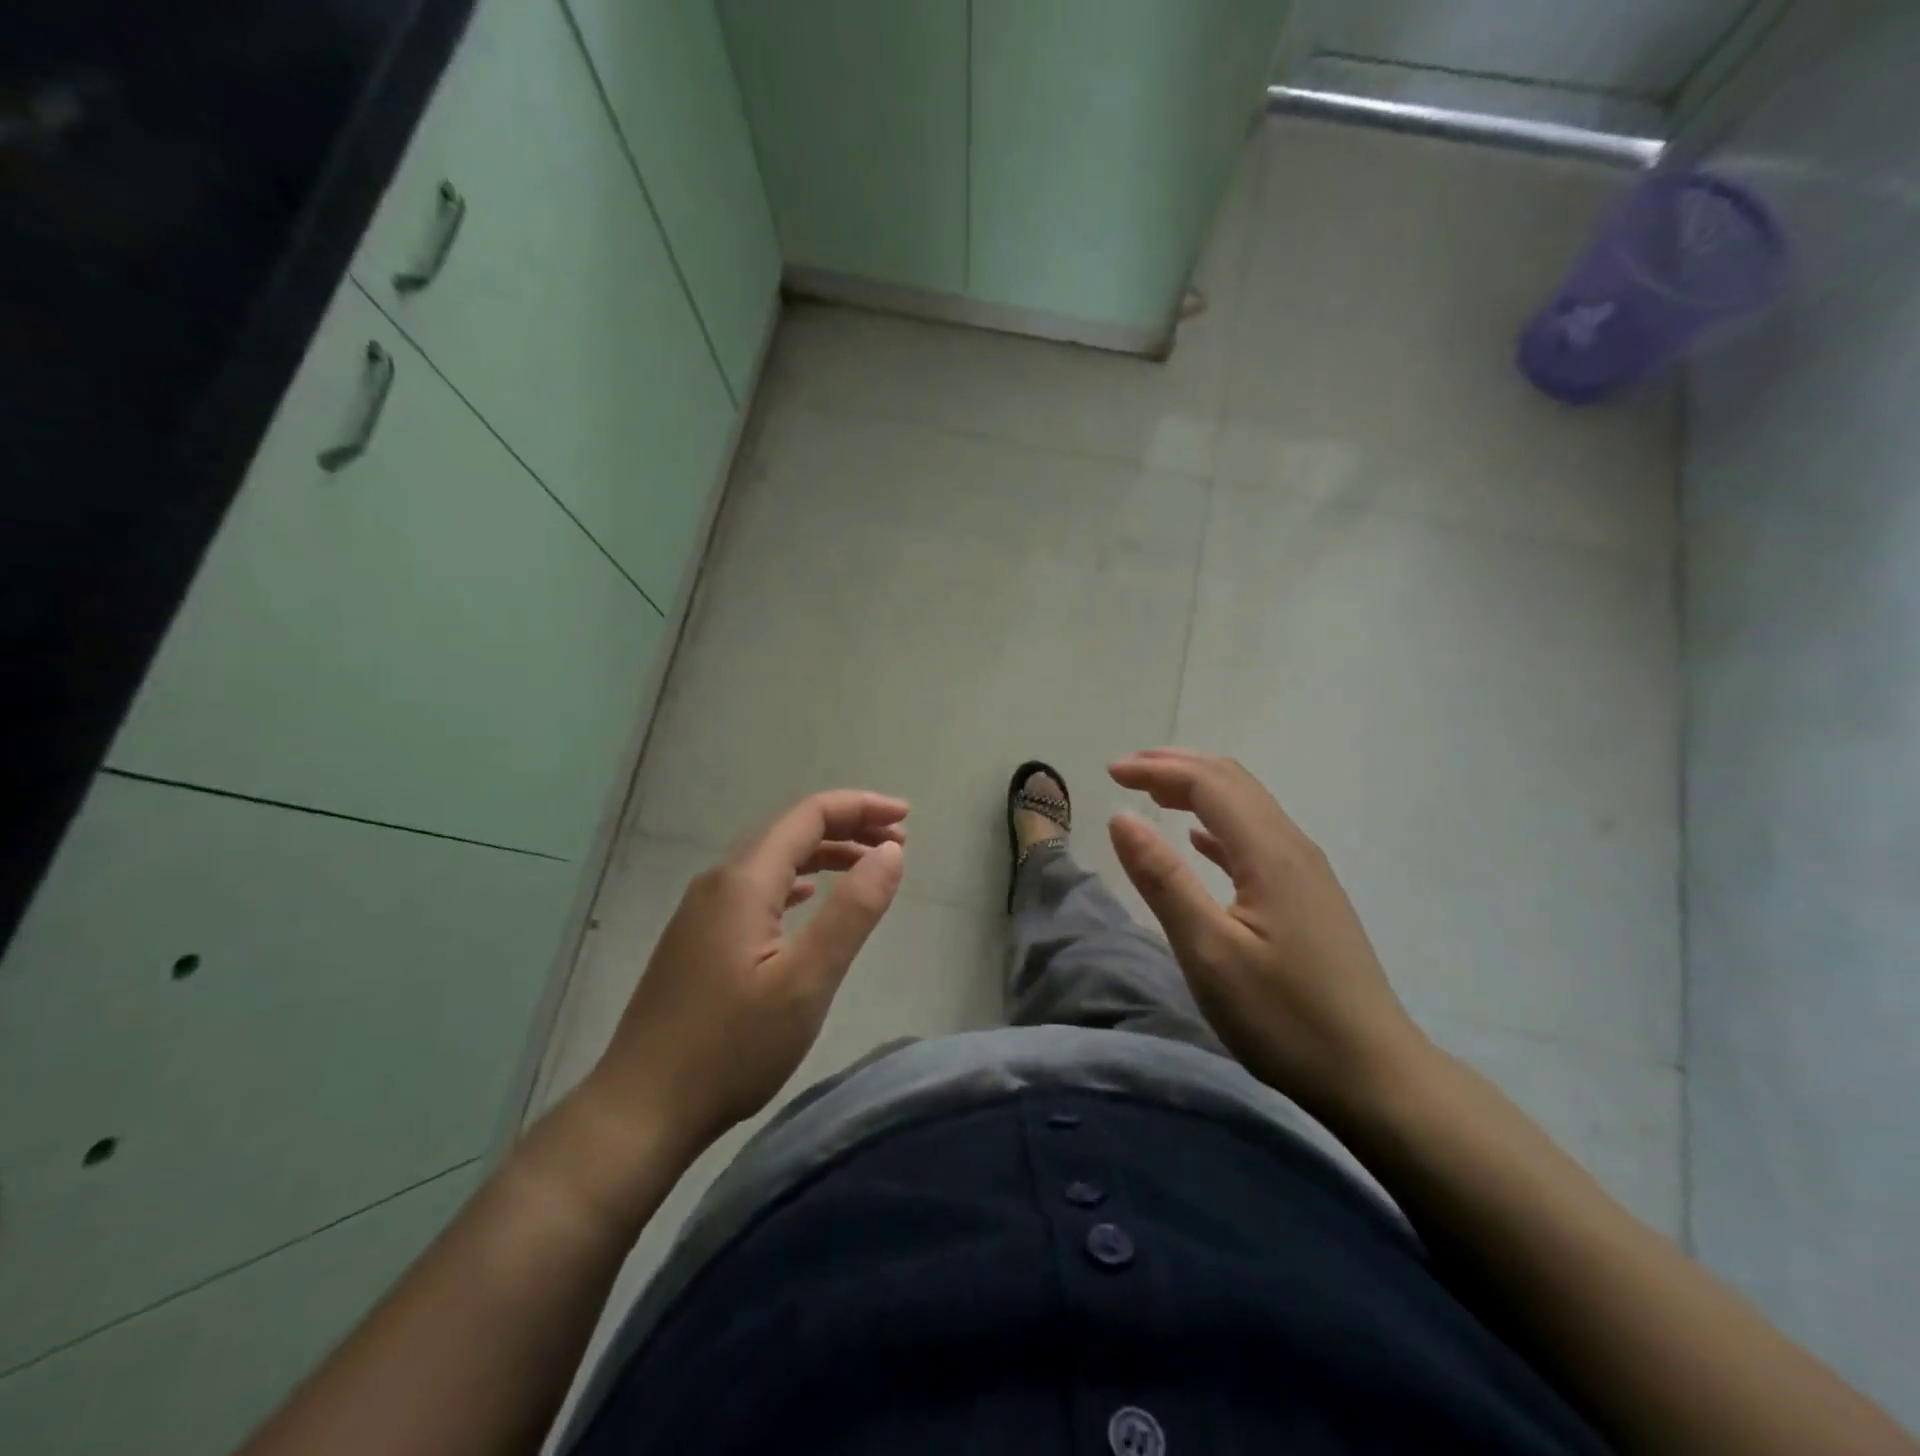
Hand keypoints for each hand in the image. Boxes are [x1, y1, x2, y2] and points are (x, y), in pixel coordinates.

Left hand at [579, 790, 907, 1159]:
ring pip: (773, 859)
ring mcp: (703, 910)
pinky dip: (796, 880)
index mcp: (744, 881)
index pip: (809, 816)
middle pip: (791, 830)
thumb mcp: (806, 981)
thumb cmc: (731, 1048)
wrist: (640, 1110)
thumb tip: (891, 851)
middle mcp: (719, 881)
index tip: (907, 817)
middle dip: (848, 826)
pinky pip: (757, 888)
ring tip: (869, 865)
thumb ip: (853, 910)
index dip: (861, 807)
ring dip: (824, 853)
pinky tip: (809, 897)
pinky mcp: (699, 937)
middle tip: (899, 840)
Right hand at [1107, 749, 1426, 1113]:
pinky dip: (1219, 824)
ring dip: (1198, 790)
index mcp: (1269, 853)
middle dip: (1177, 766)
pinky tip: (1200, 840)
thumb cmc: (1284, 1017)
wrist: (1375, 1076)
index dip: (1157, 770)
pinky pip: (1258, 838)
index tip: (1110, 773)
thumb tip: (1121, 817)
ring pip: (1248, 806)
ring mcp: (1306, 872)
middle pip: (1233, 782)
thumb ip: (1163, 879)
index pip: (1208, 784)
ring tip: (1154, 793)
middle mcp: (1292, 848)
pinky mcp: (1309, 897)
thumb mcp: (1209, 952)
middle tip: (1128, 771)